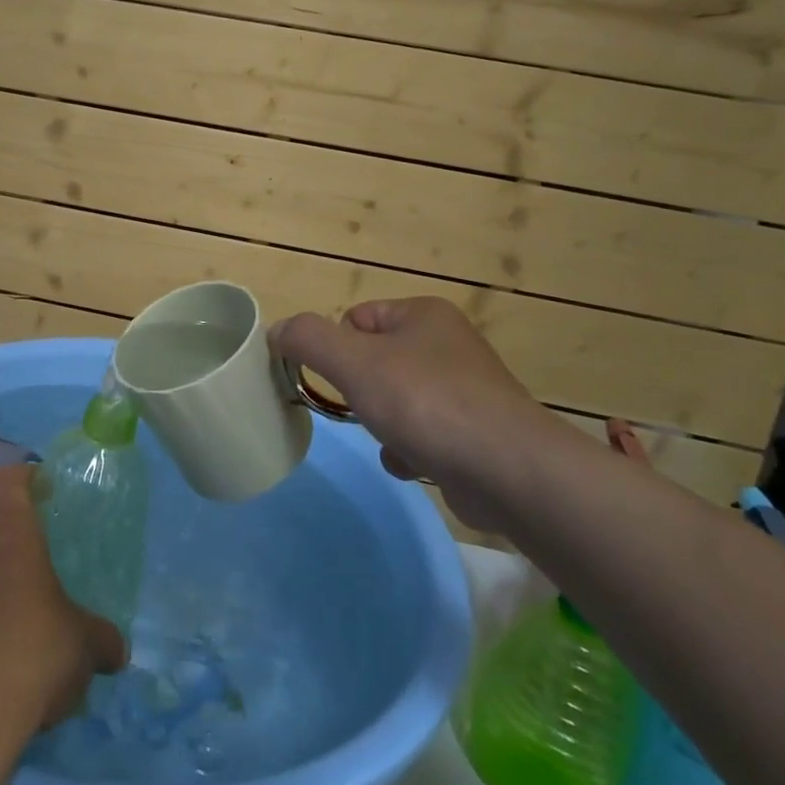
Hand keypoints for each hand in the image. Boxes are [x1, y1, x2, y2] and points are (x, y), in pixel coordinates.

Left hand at [0, 466, 127, 741]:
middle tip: (33, 559)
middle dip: (5, 532)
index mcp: (11, 538)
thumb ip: (102, 640)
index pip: (7, 481)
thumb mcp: (83, 646)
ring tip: (13, 616)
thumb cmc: (32, 654)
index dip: (24, 477)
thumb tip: (119, 651)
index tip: (43, 487)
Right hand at [272, 296, 563, 530]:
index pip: (356, 318)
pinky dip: (409, 450)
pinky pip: (422, 433)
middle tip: (362, 409)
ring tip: (392, 439)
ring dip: (383, 424)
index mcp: (424, 314)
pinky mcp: (475, 433)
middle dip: (361, 392)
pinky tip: (414, 464)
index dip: (336, 348)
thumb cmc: (424, 402)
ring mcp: (466, 390)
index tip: (334, 378)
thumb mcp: (353, 361)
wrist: (507, 470)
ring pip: (395, 400)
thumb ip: (308, 339)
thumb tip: (277, 331)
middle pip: (375, 362)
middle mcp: (448, 344)